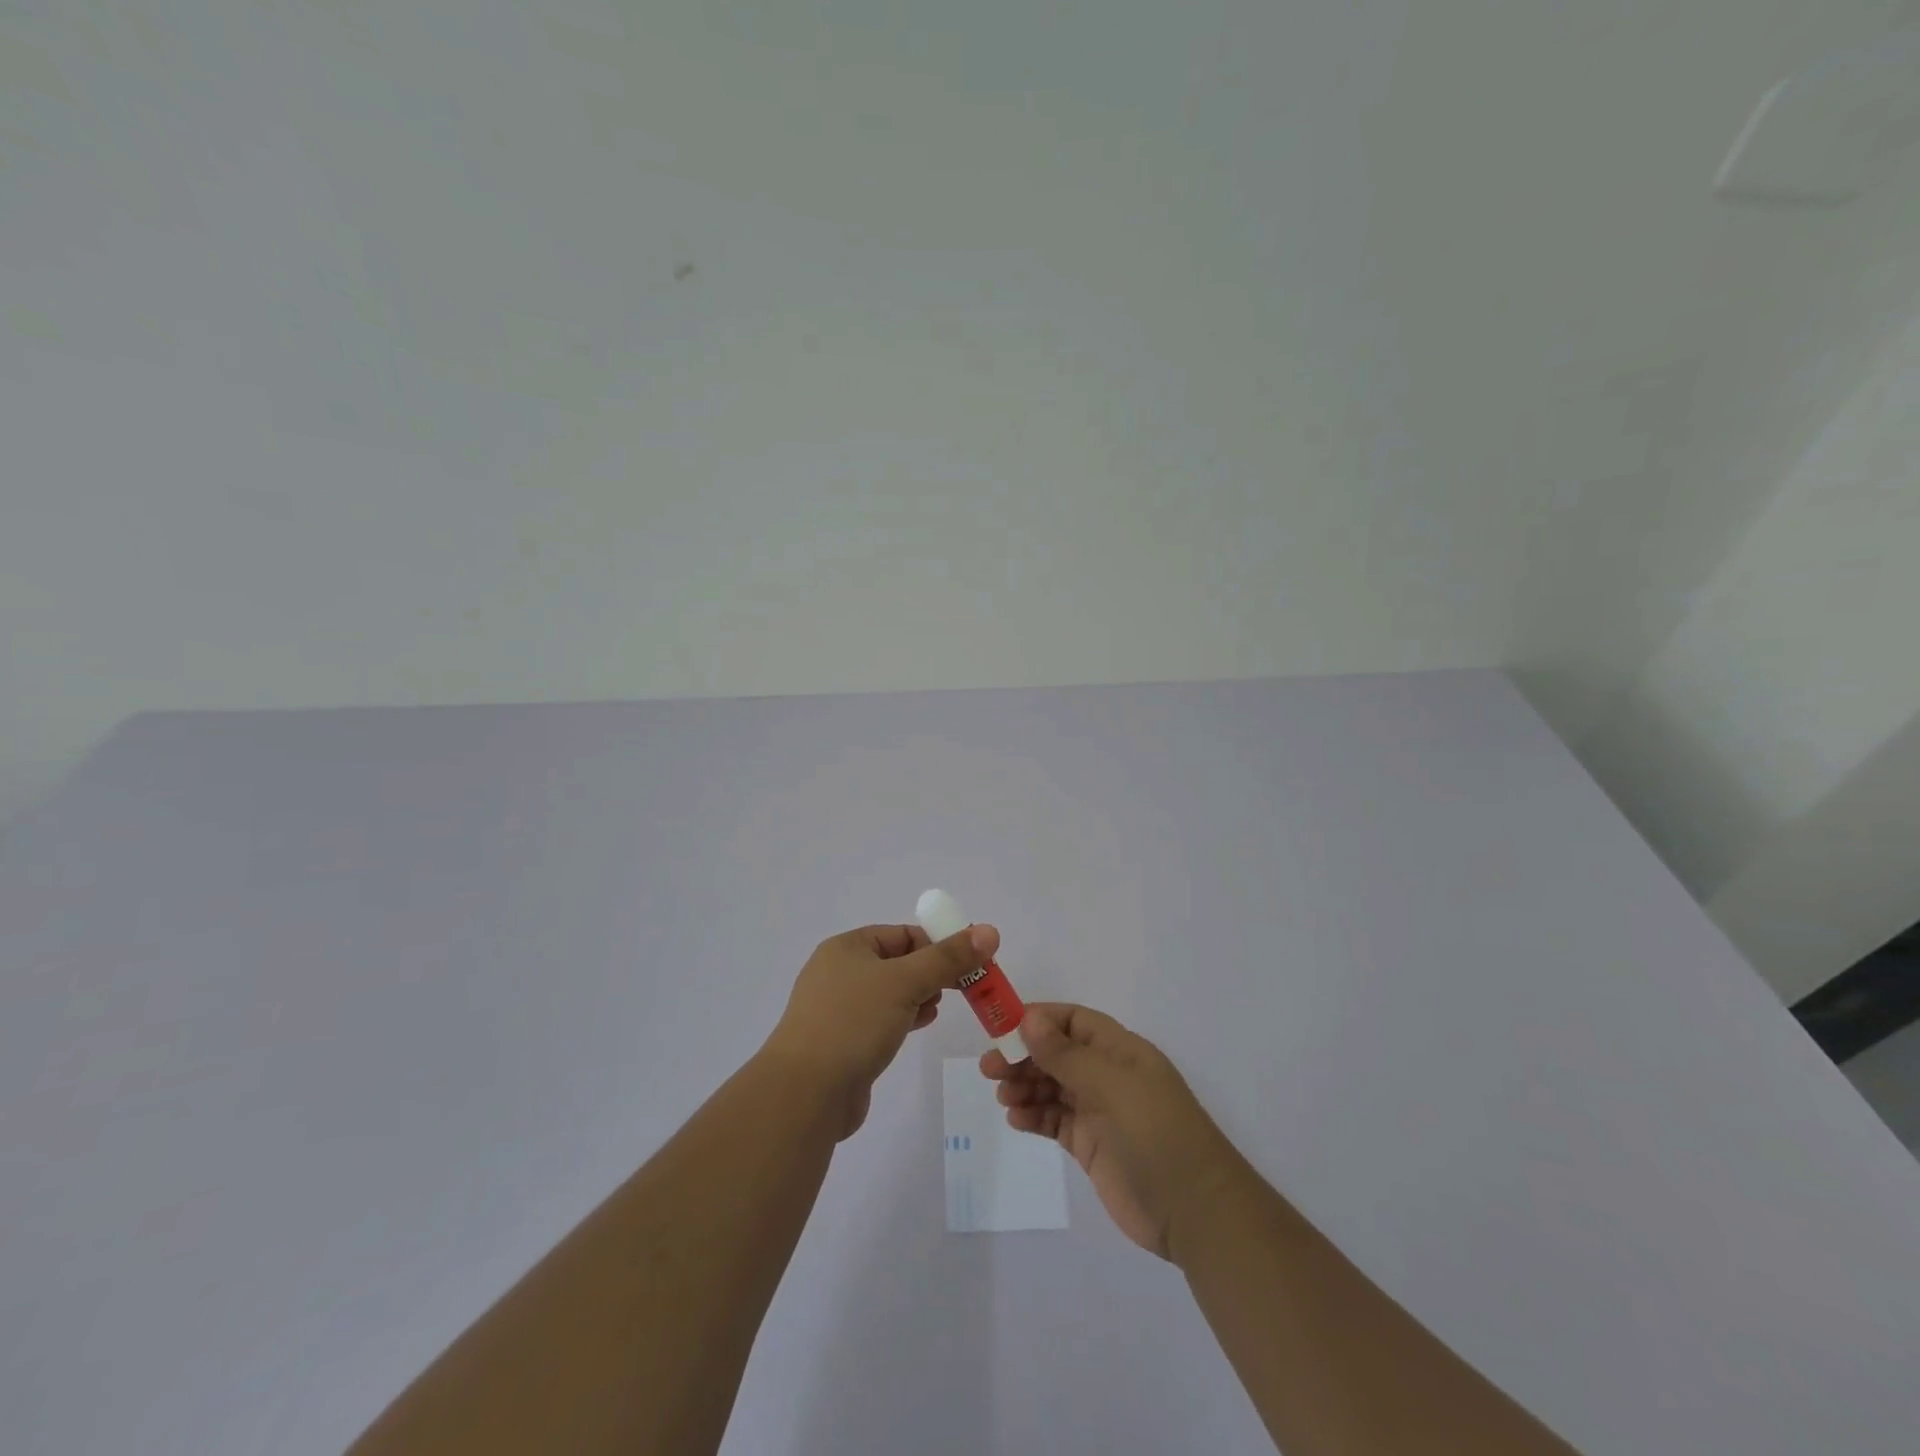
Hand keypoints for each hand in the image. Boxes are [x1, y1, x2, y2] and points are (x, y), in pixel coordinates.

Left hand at [764, 922, 998, 1138]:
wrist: (805, 1093)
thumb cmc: (854, 1023)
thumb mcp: (905, 982)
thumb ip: (948, 958)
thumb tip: (989, 931)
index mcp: (847, 947)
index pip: (901, 934)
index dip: (937, 943)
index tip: (969, 962)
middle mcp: (838, 972)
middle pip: (897, 962)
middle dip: (931, 971)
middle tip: (963, 986)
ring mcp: (837, 1009)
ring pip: (890, 992)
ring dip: (918, 995)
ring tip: (939, 1005)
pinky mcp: (842, 1042)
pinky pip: (880, 1019)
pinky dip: (904, 1017)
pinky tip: (921, 1024)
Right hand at [982, 1003, 1244, 1260]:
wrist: (1195, 1212)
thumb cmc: (1157, 1135)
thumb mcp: (1112, 1086)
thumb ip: (1067, 1055)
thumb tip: (1030, 1018)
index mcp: (1120, 1051)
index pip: (1073, 1020)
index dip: (1038, 1020)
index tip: (1002, 1028)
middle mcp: (1108, 1075)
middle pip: (1057, 1053)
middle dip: (1023, 1055)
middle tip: (989, 1069)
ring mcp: (1100, 1111)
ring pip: (1052, 1086)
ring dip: (1025, 1086)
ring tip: (1002, 1097)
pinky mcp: (1091, 1145)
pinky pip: (1055, 1120)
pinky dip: (1034, 1116)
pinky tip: (1016, 1119)